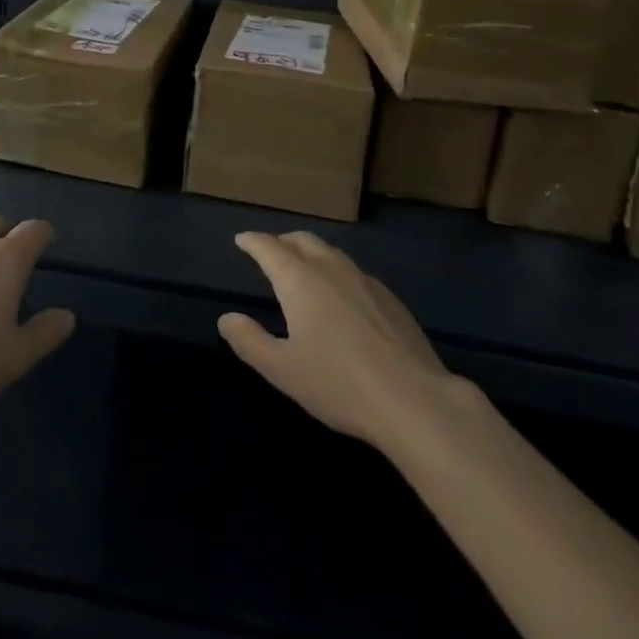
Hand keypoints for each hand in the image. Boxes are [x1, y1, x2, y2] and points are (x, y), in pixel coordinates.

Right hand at [219, 231, 458, 451]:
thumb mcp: (283, 370)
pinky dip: (336, 272)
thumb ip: (250, 341)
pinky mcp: (389, 298)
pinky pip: (354, 272)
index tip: (242, 239)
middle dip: (282, 241)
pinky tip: (341, 296)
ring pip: (330, 253)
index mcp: (299, 279)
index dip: (253, 241)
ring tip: (303, 268)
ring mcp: (364, 280)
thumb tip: (226, 318)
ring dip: (311, 252)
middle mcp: (330, 268)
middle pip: (302, 240)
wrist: (413, 399)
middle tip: (270, 251)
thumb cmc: (338, 384)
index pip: (269, 248)